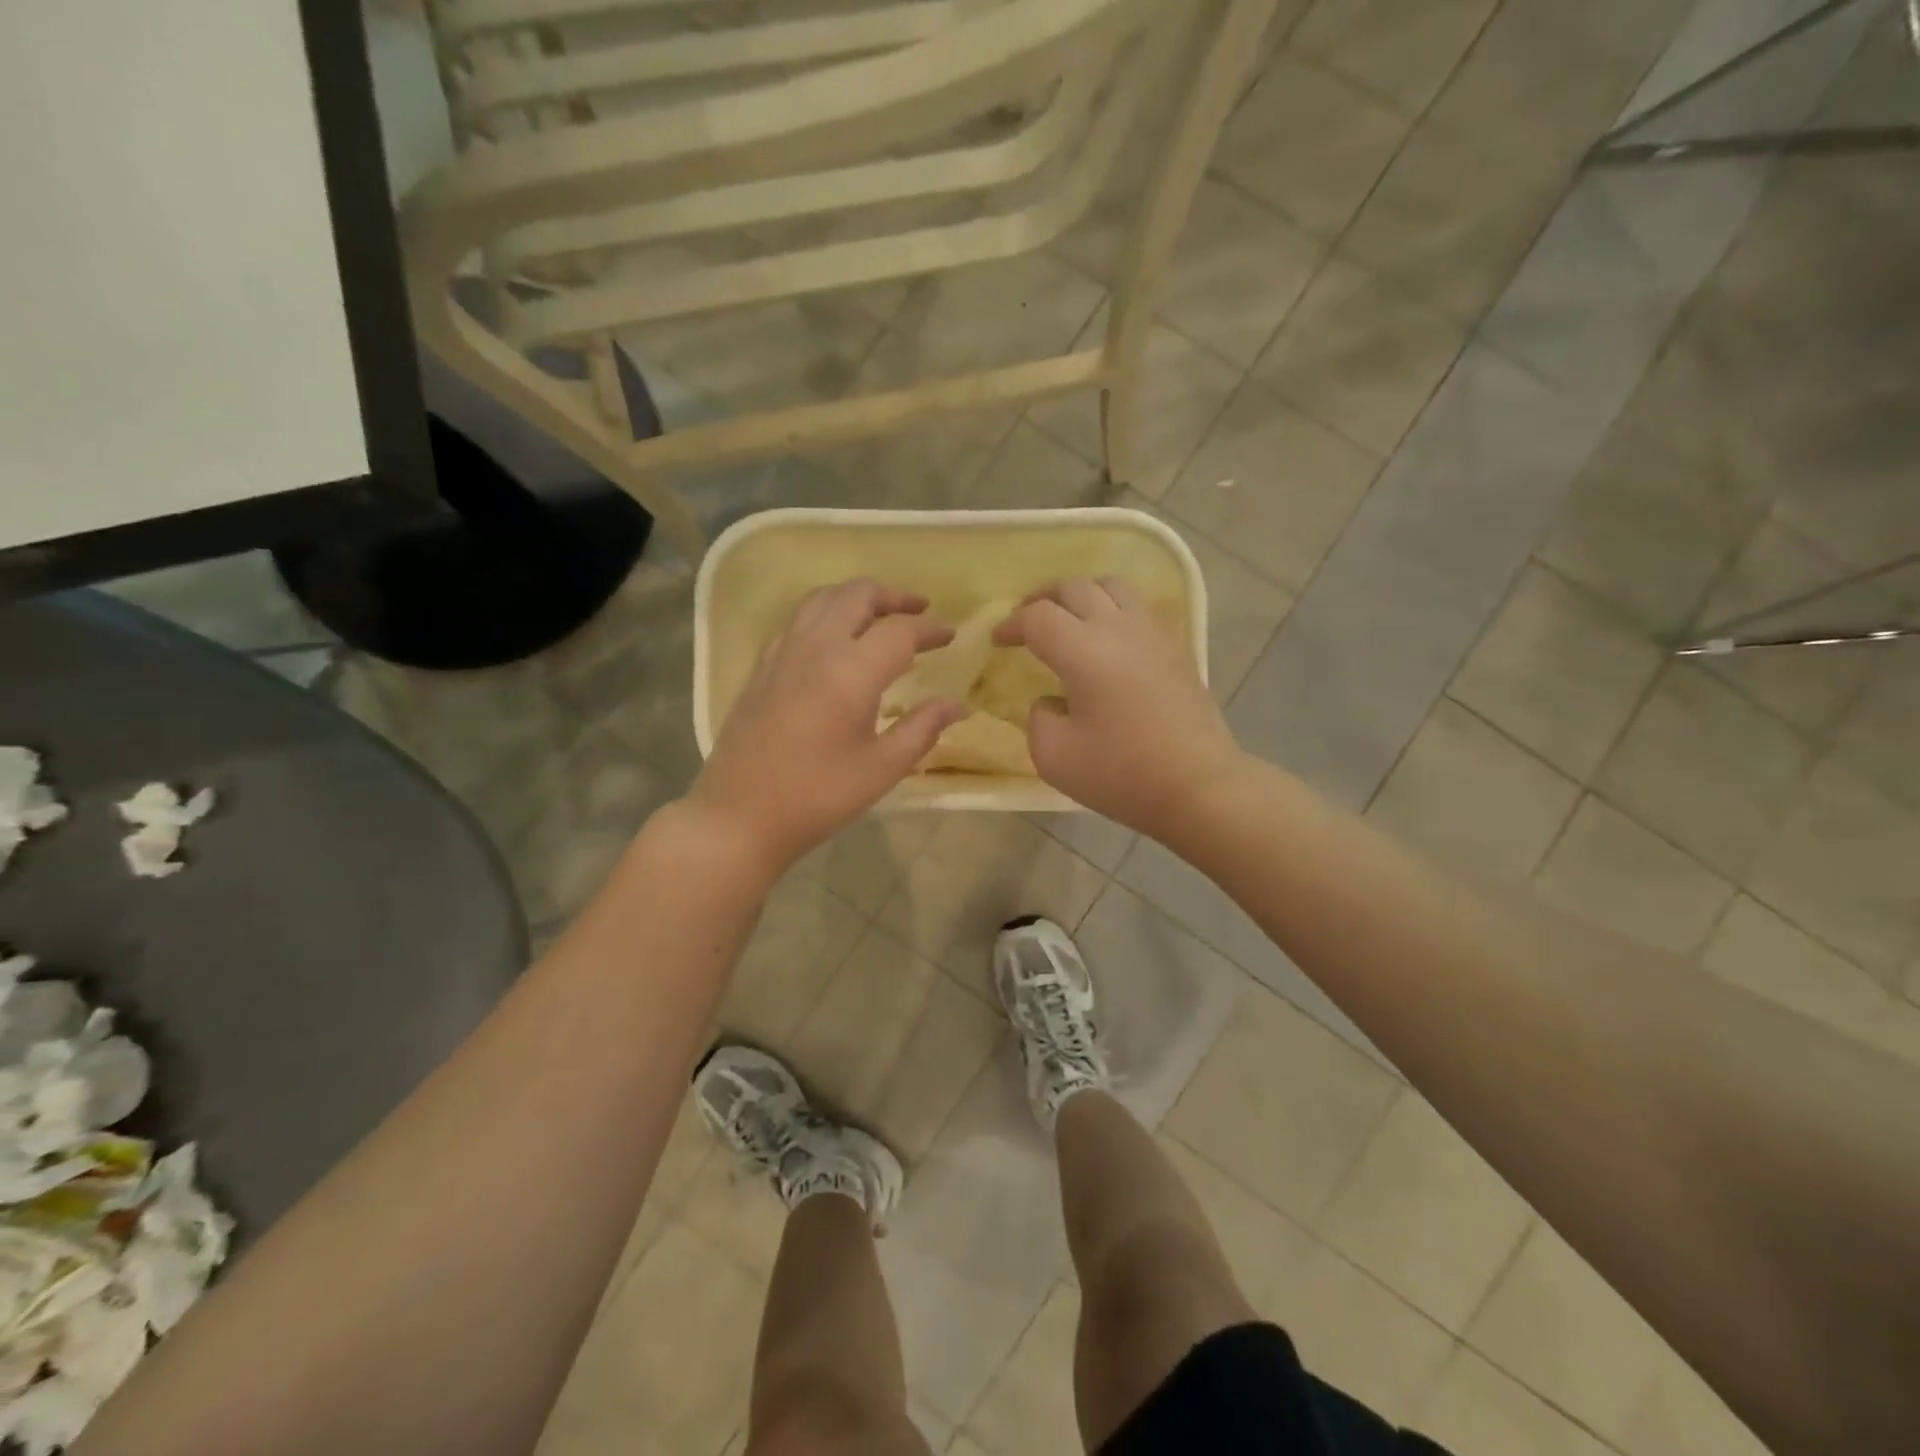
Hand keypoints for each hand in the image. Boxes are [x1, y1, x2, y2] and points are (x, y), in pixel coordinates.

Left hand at [690, 580, 966, 874]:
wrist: (740, 815)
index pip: (900, 632)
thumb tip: (957, 705)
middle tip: (919, 609)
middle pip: (857, 595)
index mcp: (850, 671)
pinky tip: (833, 639)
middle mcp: (815, 647)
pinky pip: (797, 620)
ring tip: (879, 614)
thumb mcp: (882, 769)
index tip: (951, 636)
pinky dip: (825, 613)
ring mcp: (782, 653)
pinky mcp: (761, 666)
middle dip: (893, 596)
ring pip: (822, 598)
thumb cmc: (818, 796)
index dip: (931, 629)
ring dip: (856, 597)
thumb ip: (922, 729)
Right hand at [995, 577, 1242, 840]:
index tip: (998, 642)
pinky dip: (1112, 610)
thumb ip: (1038, 719)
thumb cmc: (1121, 773)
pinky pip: (1138, 609)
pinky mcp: (1176, 651)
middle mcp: (1118, 629)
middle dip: (1042, 598)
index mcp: (1083, 650)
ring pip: (1113, 587)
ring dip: (1081, 594)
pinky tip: (1107, 641)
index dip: (1011, 624)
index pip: (1038, 617)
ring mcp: (1153, 635)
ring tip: (1067, 618)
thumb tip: (1052, 702)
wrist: (1198, 786)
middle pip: (1074, 587)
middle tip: (1026, 620)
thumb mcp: (1053, 757)